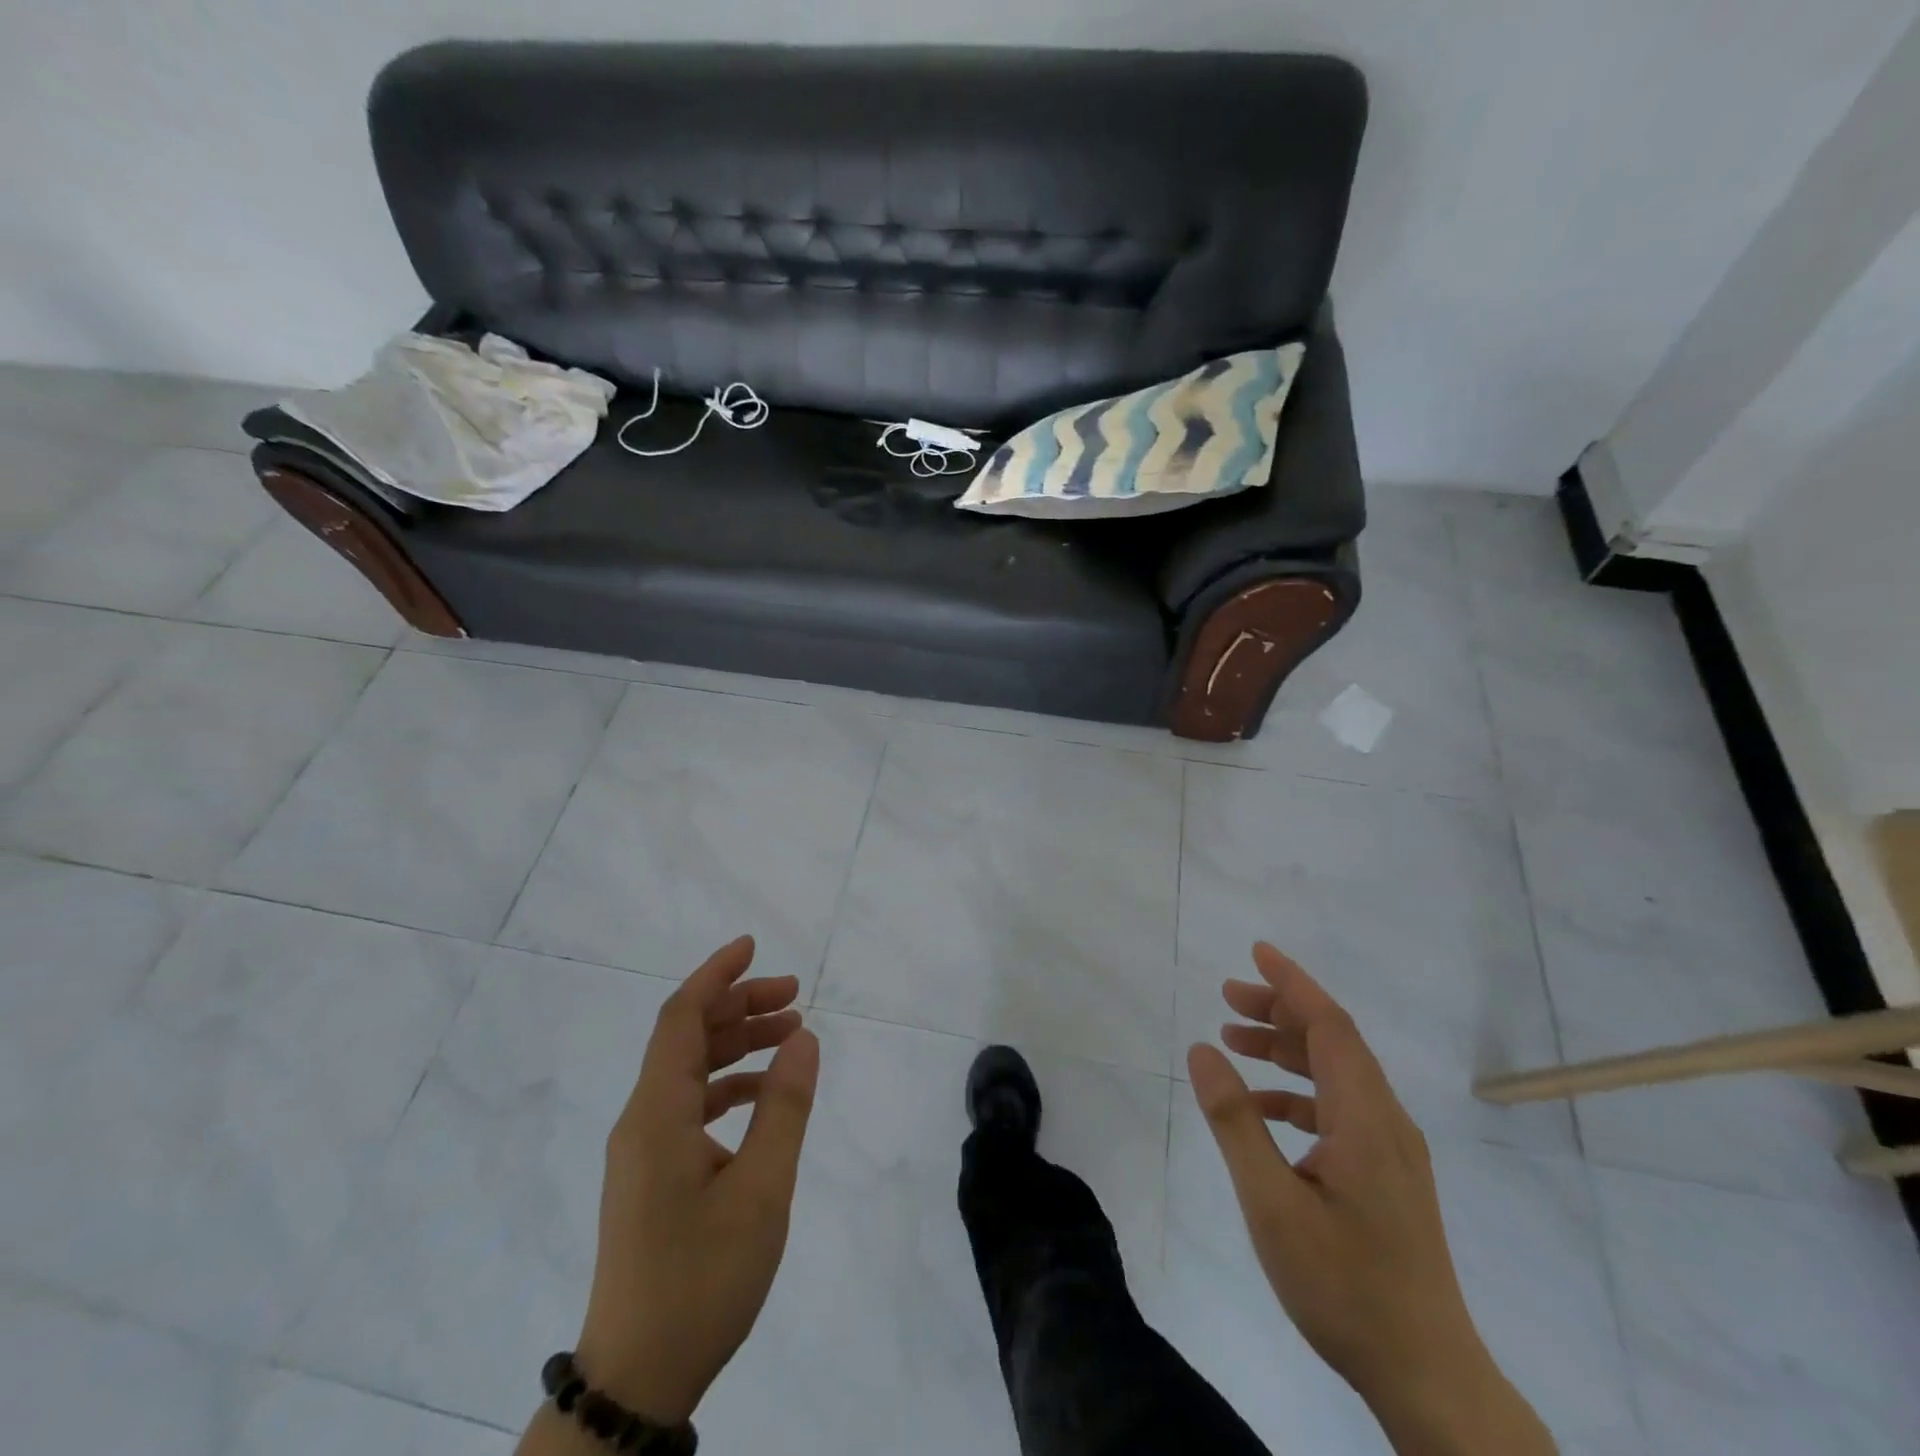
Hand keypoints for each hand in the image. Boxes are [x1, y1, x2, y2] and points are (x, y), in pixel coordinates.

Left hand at [573, 935, 818, 1424]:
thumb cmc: (702, 1280)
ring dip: (737, 1044)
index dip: (716, 974)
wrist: (638, 1378)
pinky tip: (765, 1094)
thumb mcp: (761, 1189)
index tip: (753, 946)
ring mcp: (642, 1149)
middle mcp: (641, 1120)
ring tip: (791, 1033)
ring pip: (689, 1070)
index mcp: (657, 1114)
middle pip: (687, 1037)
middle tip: (795, 994)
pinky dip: (728, 1084)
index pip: (681, 1018)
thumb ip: (784, 1106)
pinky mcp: (650, 1174)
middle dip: (739, 1005)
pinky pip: (688, 1105)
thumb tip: (804, 1037)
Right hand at [1188, 943, 1553, 1455]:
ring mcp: (1392, 1151)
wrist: (1429, 1377)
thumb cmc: (1345, 1287)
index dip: (1293, 984)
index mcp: (1366, 1119)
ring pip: (1337, 1074)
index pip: (1330, 1026)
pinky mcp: (1388, 1176)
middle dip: (1281, 1011)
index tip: (1256, 953)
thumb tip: (1203, 1050)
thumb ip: (1235, 1121)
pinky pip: (1340, 1109)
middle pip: (1334, 1042)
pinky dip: (1298, 1093)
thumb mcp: (1272, 1203)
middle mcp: (1387, 1123)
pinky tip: (1262, 1110)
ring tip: (1234, 1040)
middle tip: (1228, 997)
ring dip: (1287, 1050)